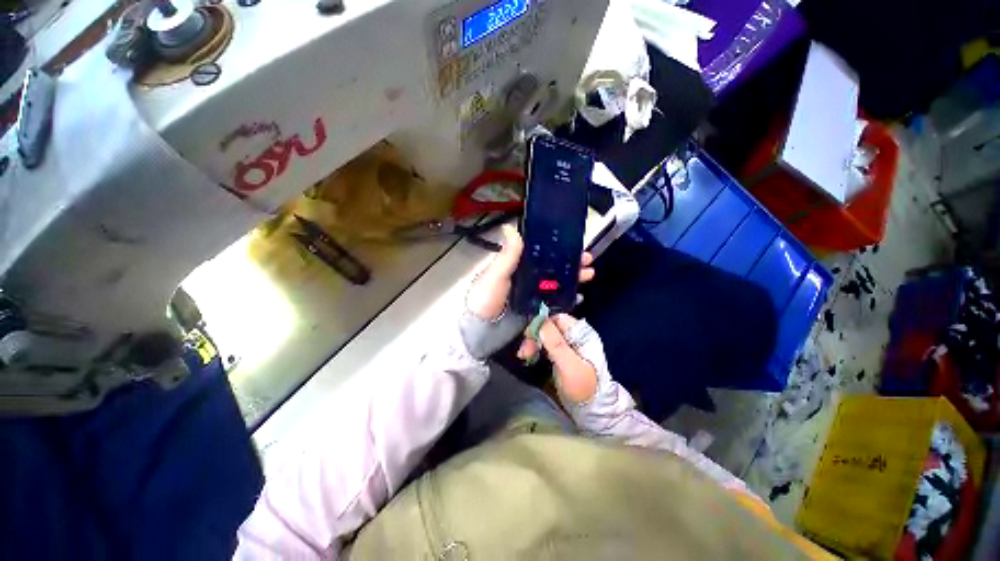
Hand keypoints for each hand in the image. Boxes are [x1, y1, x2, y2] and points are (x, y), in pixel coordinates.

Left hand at [465, 225, 593, 320]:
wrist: (480, 333)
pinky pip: (553, 306)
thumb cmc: (486, 300)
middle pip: (552, 272)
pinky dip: (566, 302)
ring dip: (572, 282)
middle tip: (588, 263)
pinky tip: (577, 298)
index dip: (557, 252)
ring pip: (556, 288)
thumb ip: (507, 255)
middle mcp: (526, 282)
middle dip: (571, 266)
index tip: (574, 247)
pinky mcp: (535, 315)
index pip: (541, 257)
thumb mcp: (495, 275)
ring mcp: (532, 299)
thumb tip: (509, 227)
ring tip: (588, 276)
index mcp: (517, 269)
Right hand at [517, 314, 600, 403]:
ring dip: (533, 343)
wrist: (591, 410)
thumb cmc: (583, 387)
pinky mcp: (561, 356)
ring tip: (524, 355)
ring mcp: (567, 346)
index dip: (542, 324)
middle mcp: (574, 336)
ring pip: (545, 336)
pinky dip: (536, 349)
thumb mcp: (570, 365)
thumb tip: (539, 323)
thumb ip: (556, 344)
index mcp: (580, 333)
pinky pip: (545, 346)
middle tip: (524, 351)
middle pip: (549, 327)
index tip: (529, 337)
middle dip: (534, 336)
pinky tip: (529, 357)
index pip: (557, 318)